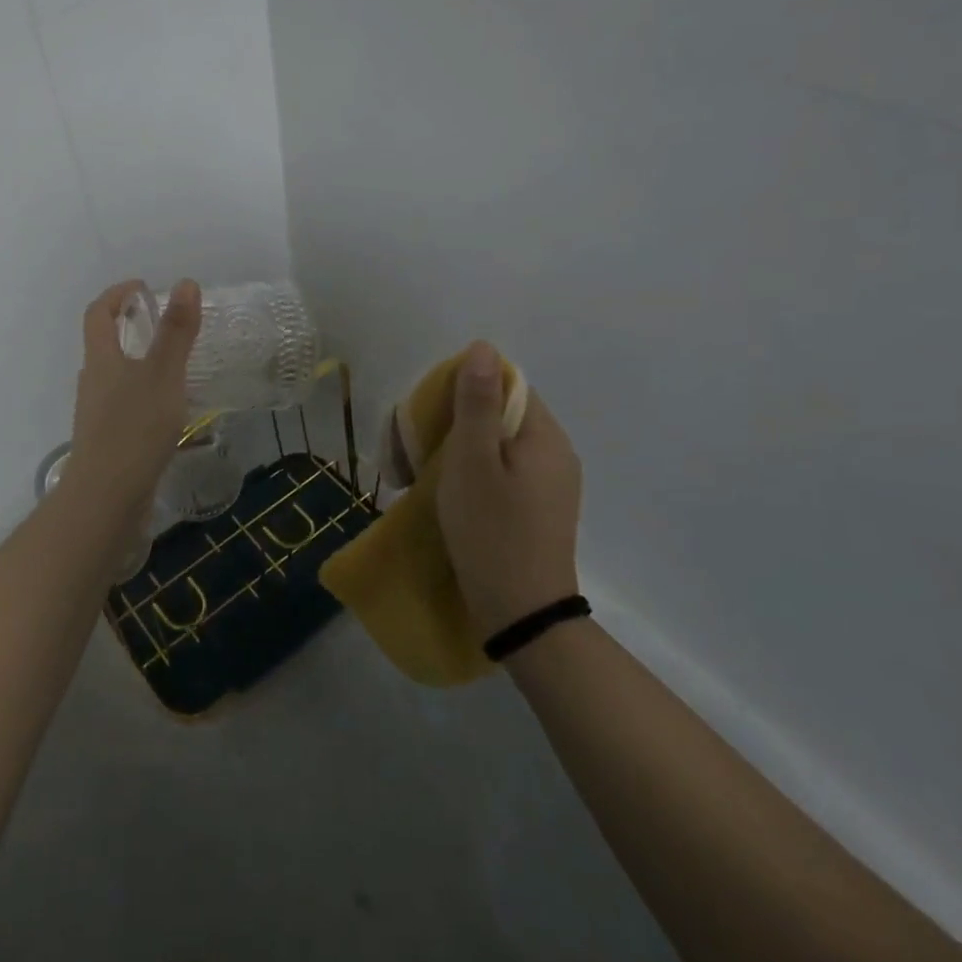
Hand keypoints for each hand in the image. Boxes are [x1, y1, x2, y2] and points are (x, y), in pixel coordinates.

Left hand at [61, 279, 201, 518]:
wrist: (107, 497)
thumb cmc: (134, 428)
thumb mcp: (163, 374)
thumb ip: (176, 332)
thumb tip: (185, 284)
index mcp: (101, 359)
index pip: (98, 313)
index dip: (117, 295)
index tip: (144, 289)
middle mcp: (93, 382)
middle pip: (104, 344)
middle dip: (129, 328)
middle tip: (164, 325)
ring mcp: (97, 414)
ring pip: (115, 377)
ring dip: (138, 363)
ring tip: (174, 366)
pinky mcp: (108, 441)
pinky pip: (124, 405)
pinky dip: (143, 395)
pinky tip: (168, 411)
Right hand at [436, 341, 582, 638]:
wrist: (521, 615)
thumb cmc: (491, 530)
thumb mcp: (472, 461)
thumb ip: (477, 402)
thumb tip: (484, 347)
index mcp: (544, 436)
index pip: (505, 386)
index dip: (461, 390)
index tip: (426, 418)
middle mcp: (554, 454)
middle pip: (496, 416)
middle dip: (448, 426)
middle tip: (407, 456)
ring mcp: (549, 485)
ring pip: (493, 446)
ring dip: (451, 453)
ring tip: (413, 478)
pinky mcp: (537, 510)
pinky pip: (499, 474)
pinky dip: (467, 476)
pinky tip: (441, 496)